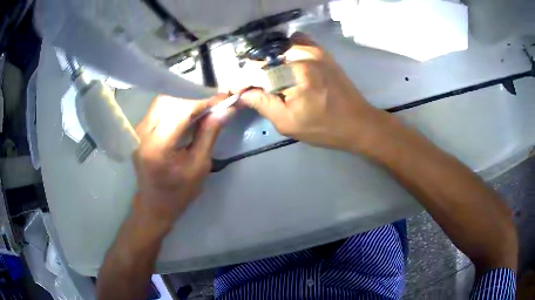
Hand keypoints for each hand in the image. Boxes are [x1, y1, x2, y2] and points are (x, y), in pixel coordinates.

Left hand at [131, 94, 231, 233]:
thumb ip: (210, 133)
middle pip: (169, 100)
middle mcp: (143, 134)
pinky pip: (158, 109)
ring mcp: (138, 131)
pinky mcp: (138, 130)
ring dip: (184, 100)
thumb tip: (226, 108)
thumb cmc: (179, 192)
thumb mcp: (199, 165)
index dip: (204, 101)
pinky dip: (175, 106)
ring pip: (163, 101)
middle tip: (213, 104)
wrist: (155, 204)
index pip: (181, 110)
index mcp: (158, 147)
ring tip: (202, 108)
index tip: (224, 98)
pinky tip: (187, 113)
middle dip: (194, 98)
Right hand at [240, 32, 388, 152]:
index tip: (233, 91)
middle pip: (264, 57)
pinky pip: (296, 41)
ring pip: (277, 47)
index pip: (255, 72)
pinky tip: (286, 64)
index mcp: (293, 74)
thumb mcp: (288, 123)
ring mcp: (313, 49)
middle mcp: (301, 55)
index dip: (240, 82)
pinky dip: (285, 50)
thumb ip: (262, 104)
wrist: (358, 122)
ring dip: (268, 61)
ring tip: (269, 78)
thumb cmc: (324, 128)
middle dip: (253, 73)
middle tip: (252, 89)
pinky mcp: (321, 51)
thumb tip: (242, 94)